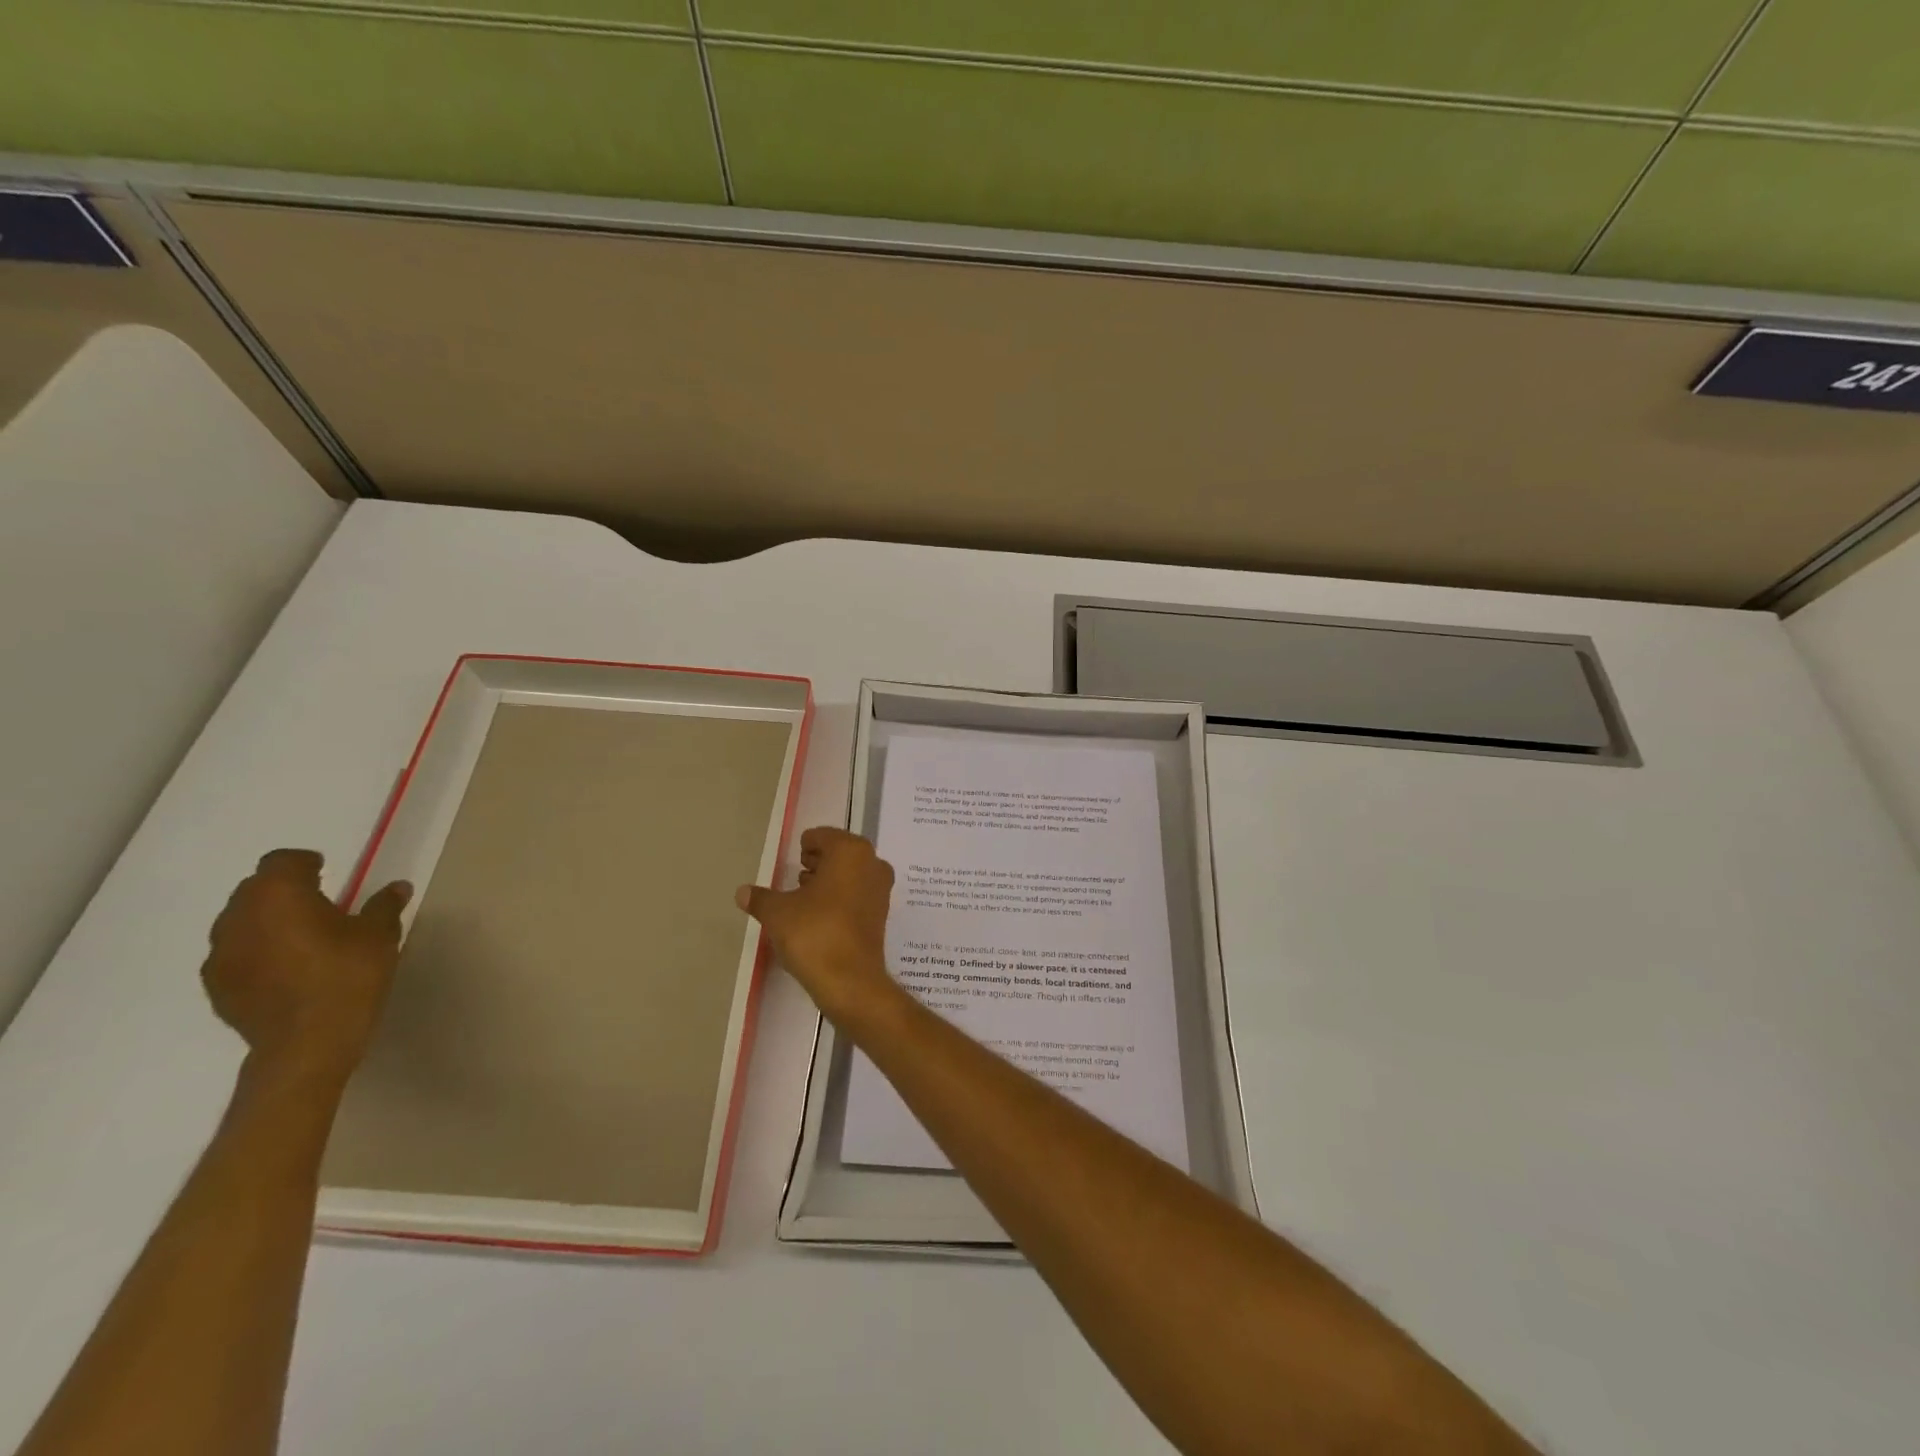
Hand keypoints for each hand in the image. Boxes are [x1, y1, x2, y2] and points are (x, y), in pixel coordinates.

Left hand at [202, 849, 411, 1086]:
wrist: (307, 1043)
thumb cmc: (348, 977)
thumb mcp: (380, 935)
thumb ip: (384, 906)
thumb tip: (397, 887)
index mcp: (279, 896)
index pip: (281, 861)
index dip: (304, 863)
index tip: (326, 872)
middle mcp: (240, 917)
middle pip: (254, 888)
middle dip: (282, 890)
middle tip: (318, 903)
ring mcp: (221, 953)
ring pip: (240, 921)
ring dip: (266, 920)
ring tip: (300, 936)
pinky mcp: (216, 984)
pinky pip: (235, 952)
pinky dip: (256, 949)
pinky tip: (285, 967)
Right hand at [737, 827, 900, 1025]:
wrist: (850, 981)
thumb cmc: (814, 933)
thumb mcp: (777, 913)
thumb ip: (760, 898)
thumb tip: (742, 892)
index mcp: (850, 850)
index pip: (822, 836)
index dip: (805, 846)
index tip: (793, 860)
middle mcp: (872, 863)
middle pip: (840, 853)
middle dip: (818, 863)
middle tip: (796, 877)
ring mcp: (881, 889)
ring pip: (851, 874)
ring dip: (829, 881)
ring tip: (804, 898)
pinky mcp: (882, 914)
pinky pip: (857, 895)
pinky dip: (840, 899)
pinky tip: (819, 917)